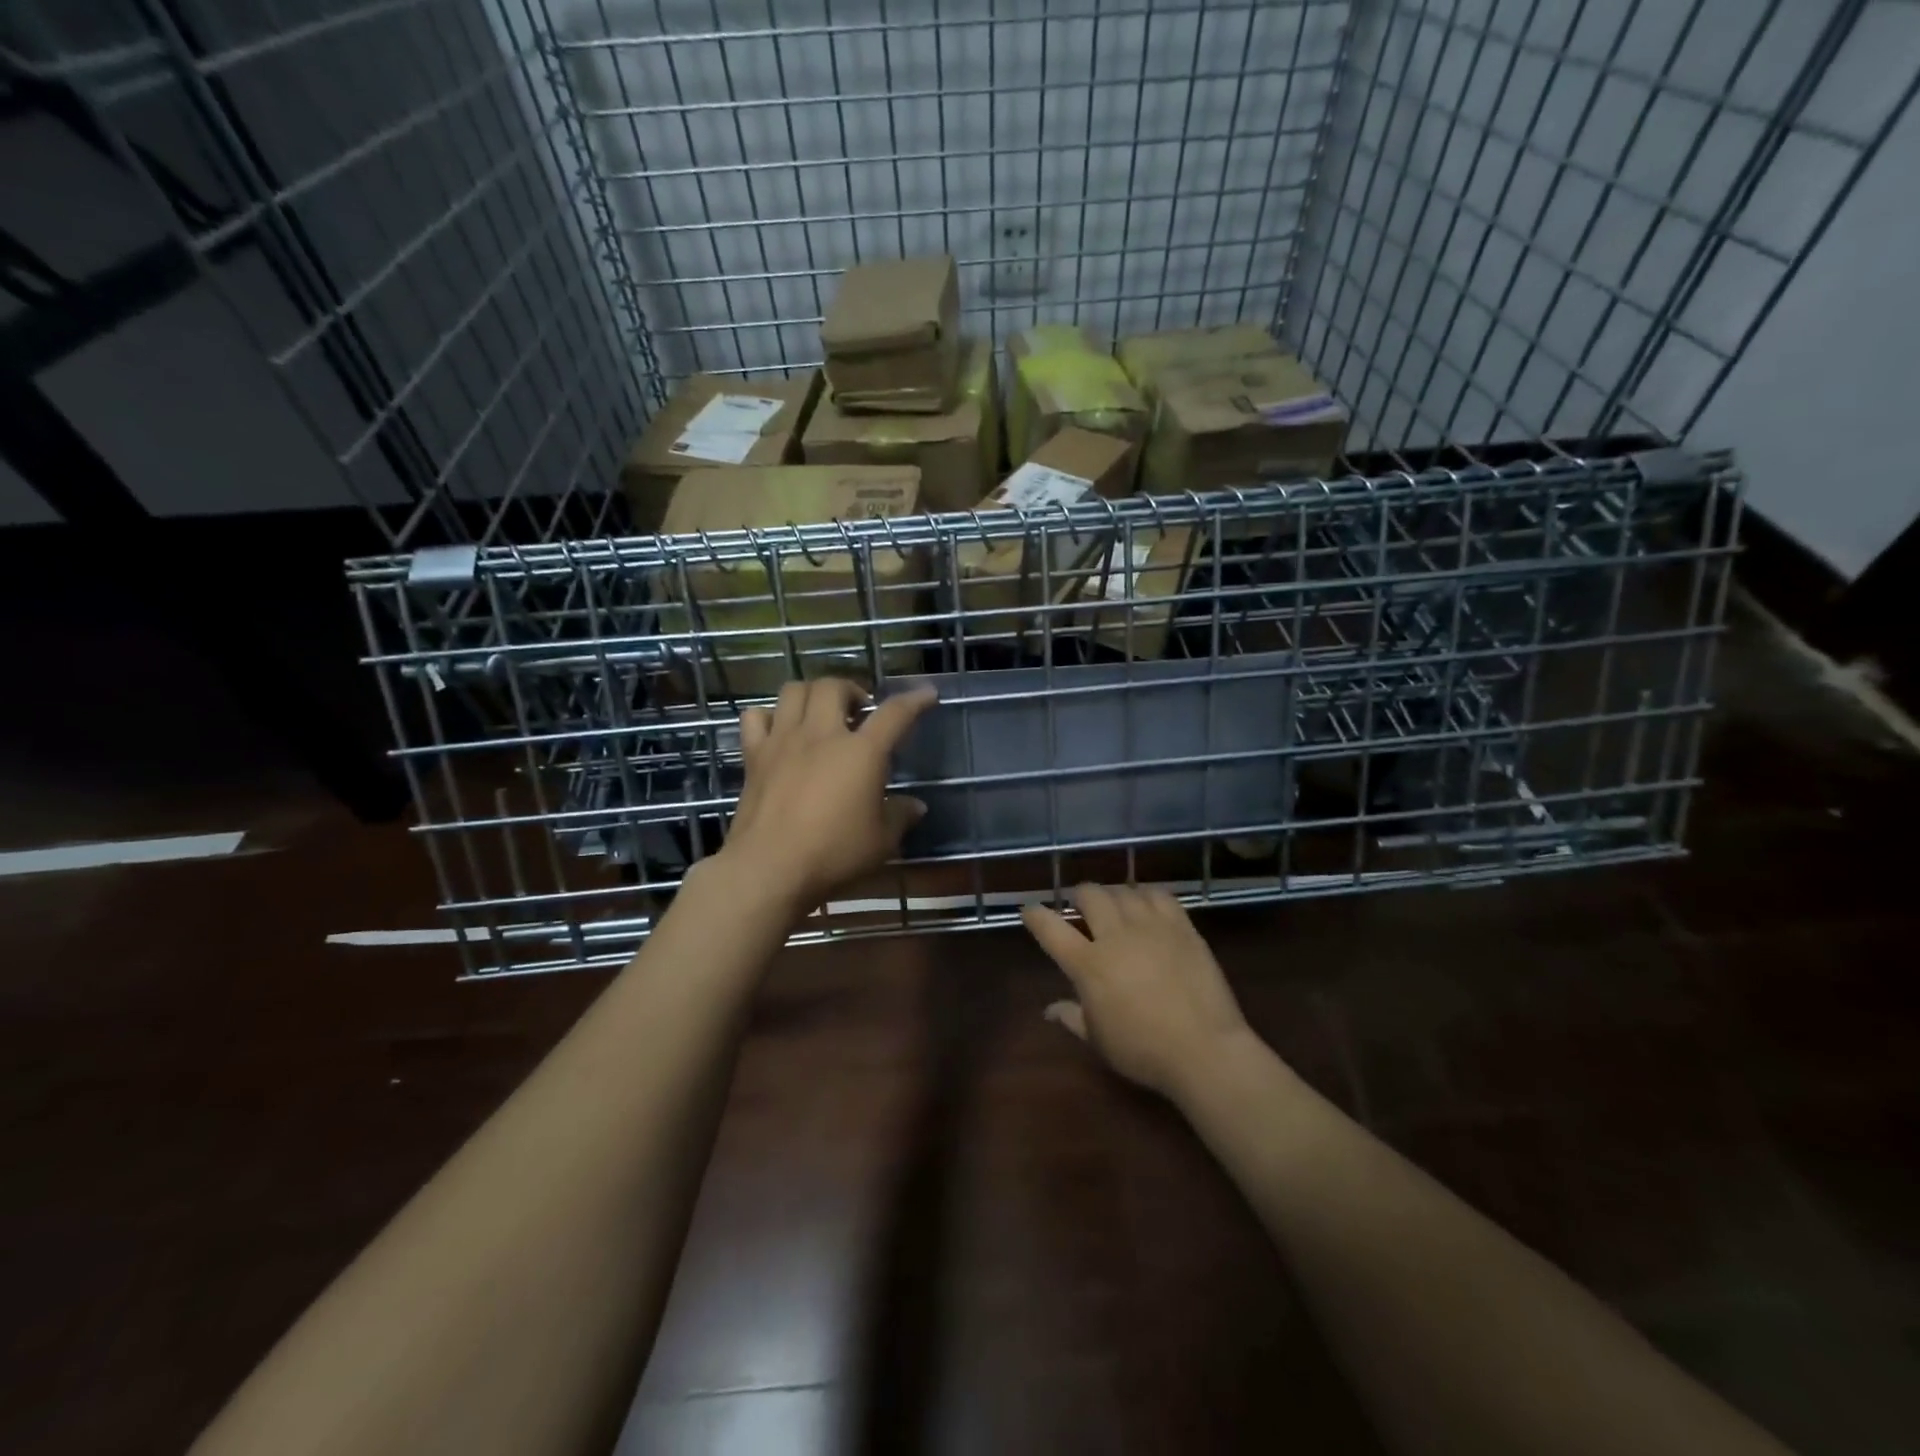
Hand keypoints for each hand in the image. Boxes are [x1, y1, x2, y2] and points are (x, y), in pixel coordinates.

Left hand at [720, 679, 937, 914]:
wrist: (768, 868)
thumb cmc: (833, 854)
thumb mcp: (881, 842)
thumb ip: (899, 817)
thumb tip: (915, 806)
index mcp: (861, 752)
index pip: (895, 714)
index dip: (914, 700)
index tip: (927, 695)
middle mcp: (822, 734)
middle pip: (834, 687)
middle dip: (851, 690)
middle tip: (860, 712)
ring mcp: (783, 741)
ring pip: (794, 690)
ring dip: (812, 694)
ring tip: (821, 713)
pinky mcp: (754, 756)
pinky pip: (756, 717)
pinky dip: (769, 716)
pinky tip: (779, 730)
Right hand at [1023, 884, 1255, 1102]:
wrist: (1205, 1050)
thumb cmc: (1144, 1051)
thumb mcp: (1099, 1040)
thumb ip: (1072, 1017)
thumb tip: (1049, 1009)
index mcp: (1088, 965)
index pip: (1051, 928)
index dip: (1035, 915)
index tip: (1029, 910)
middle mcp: (1116, 936)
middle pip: (1090, 895)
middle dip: (1080, 896)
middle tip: (1082, 907)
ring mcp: (1151, 927)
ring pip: (1124, 890)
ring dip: (1113, 895)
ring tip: (1116, 906)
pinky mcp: (1181, 927)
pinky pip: (1159, 895)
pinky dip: (1146, 895)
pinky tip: (1147, 904)